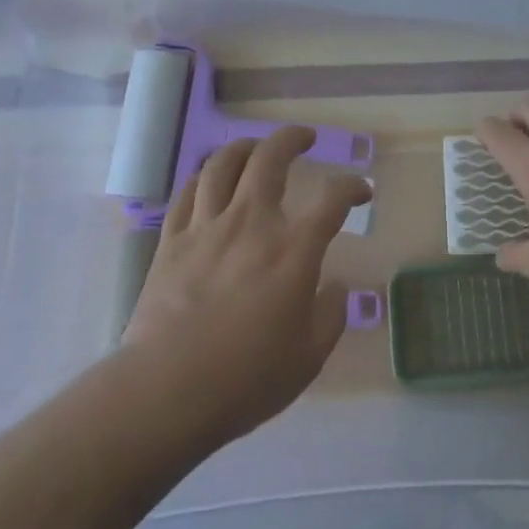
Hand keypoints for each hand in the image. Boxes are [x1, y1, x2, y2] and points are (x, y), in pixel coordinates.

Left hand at [122, 126, 371, 445]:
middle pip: (271, 158)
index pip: (332, 199)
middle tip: (304, 138)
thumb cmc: (246, 378)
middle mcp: (252, 222)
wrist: (167, 391)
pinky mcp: (173, 240)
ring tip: (256, 147)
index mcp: (292, 250)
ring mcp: (208, 226)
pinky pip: (188, 192)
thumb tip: (334, 287)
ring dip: (245, 146)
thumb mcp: (308, 358)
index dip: (352, 186)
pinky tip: (210, 181)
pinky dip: (203, 177)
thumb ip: (330, 315)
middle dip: (292, 138)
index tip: (362, 191)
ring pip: (223, 164)